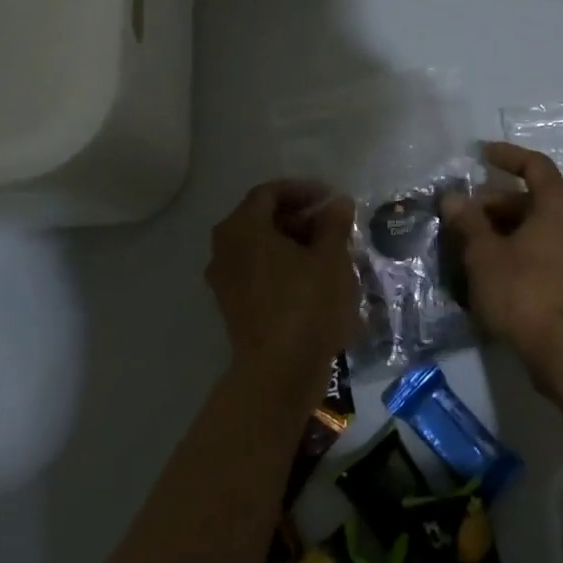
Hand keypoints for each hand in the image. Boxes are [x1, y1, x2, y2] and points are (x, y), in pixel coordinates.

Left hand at [206, 180, 358, 400]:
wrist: (279, 371)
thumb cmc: (306, 303)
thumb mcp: (331, 258)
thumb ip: (334, 224)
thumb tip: (338, 203)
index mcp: (242, 228)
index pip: (269, 193)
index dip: (302, 190)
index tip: (331, 199)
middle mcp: (224, 249)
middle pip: (261, 219)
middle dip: (299, 217)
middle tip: (333, 225)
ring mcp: (225, 280)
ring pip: (260, 247)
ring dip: (292, 242)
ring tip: (328, 251)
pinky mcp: (233, 306)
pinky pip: (257, 271)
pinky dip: (282, 266)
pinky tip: (313, 277)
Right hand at [441, 142, 562, 386]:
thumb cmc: (523, 291)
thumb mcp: (485, 254)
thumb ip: (468, 222)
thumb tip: (452, 198)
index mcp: (558, 205)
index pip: (534, 165)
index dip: (507, 156)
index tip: (480, 154)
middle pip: (532, 198)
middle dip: (494, 202)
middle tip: (462, 214)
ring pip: (534, 226)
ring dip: (502, 228)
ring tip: (468, 241)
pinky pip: (540, 248)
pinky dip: (514, 247)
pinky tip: (488, 266)